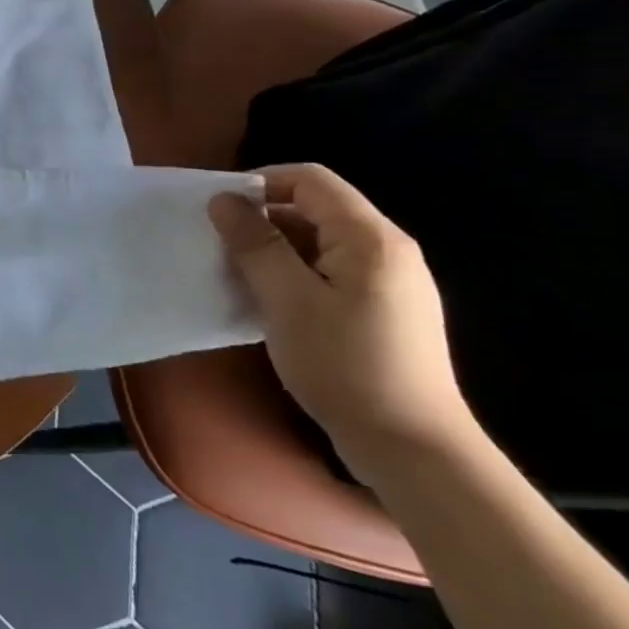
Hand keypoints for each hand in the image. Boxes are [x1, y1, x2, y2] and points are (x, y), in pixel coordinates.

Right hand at [208, 162, 477, 483]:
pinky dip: (292, 275)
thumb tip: (224, 199)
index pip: (309, 180)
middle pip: (314, 209)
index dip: (259, 183)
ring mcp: (389, 282)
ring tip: (238, 277)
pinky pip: (328, 272)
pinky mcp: (382, 310)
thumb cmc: (344, 365)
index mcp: (370, 238)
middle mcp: (386, 250)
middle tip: (220, 248)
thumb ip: (255, 244)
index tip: (218, 211)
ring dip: (273, 251)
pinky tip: (270, 304)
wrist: (411, 447)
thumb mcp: (287, 299)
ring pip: (318, 243)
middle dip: (262, 220)